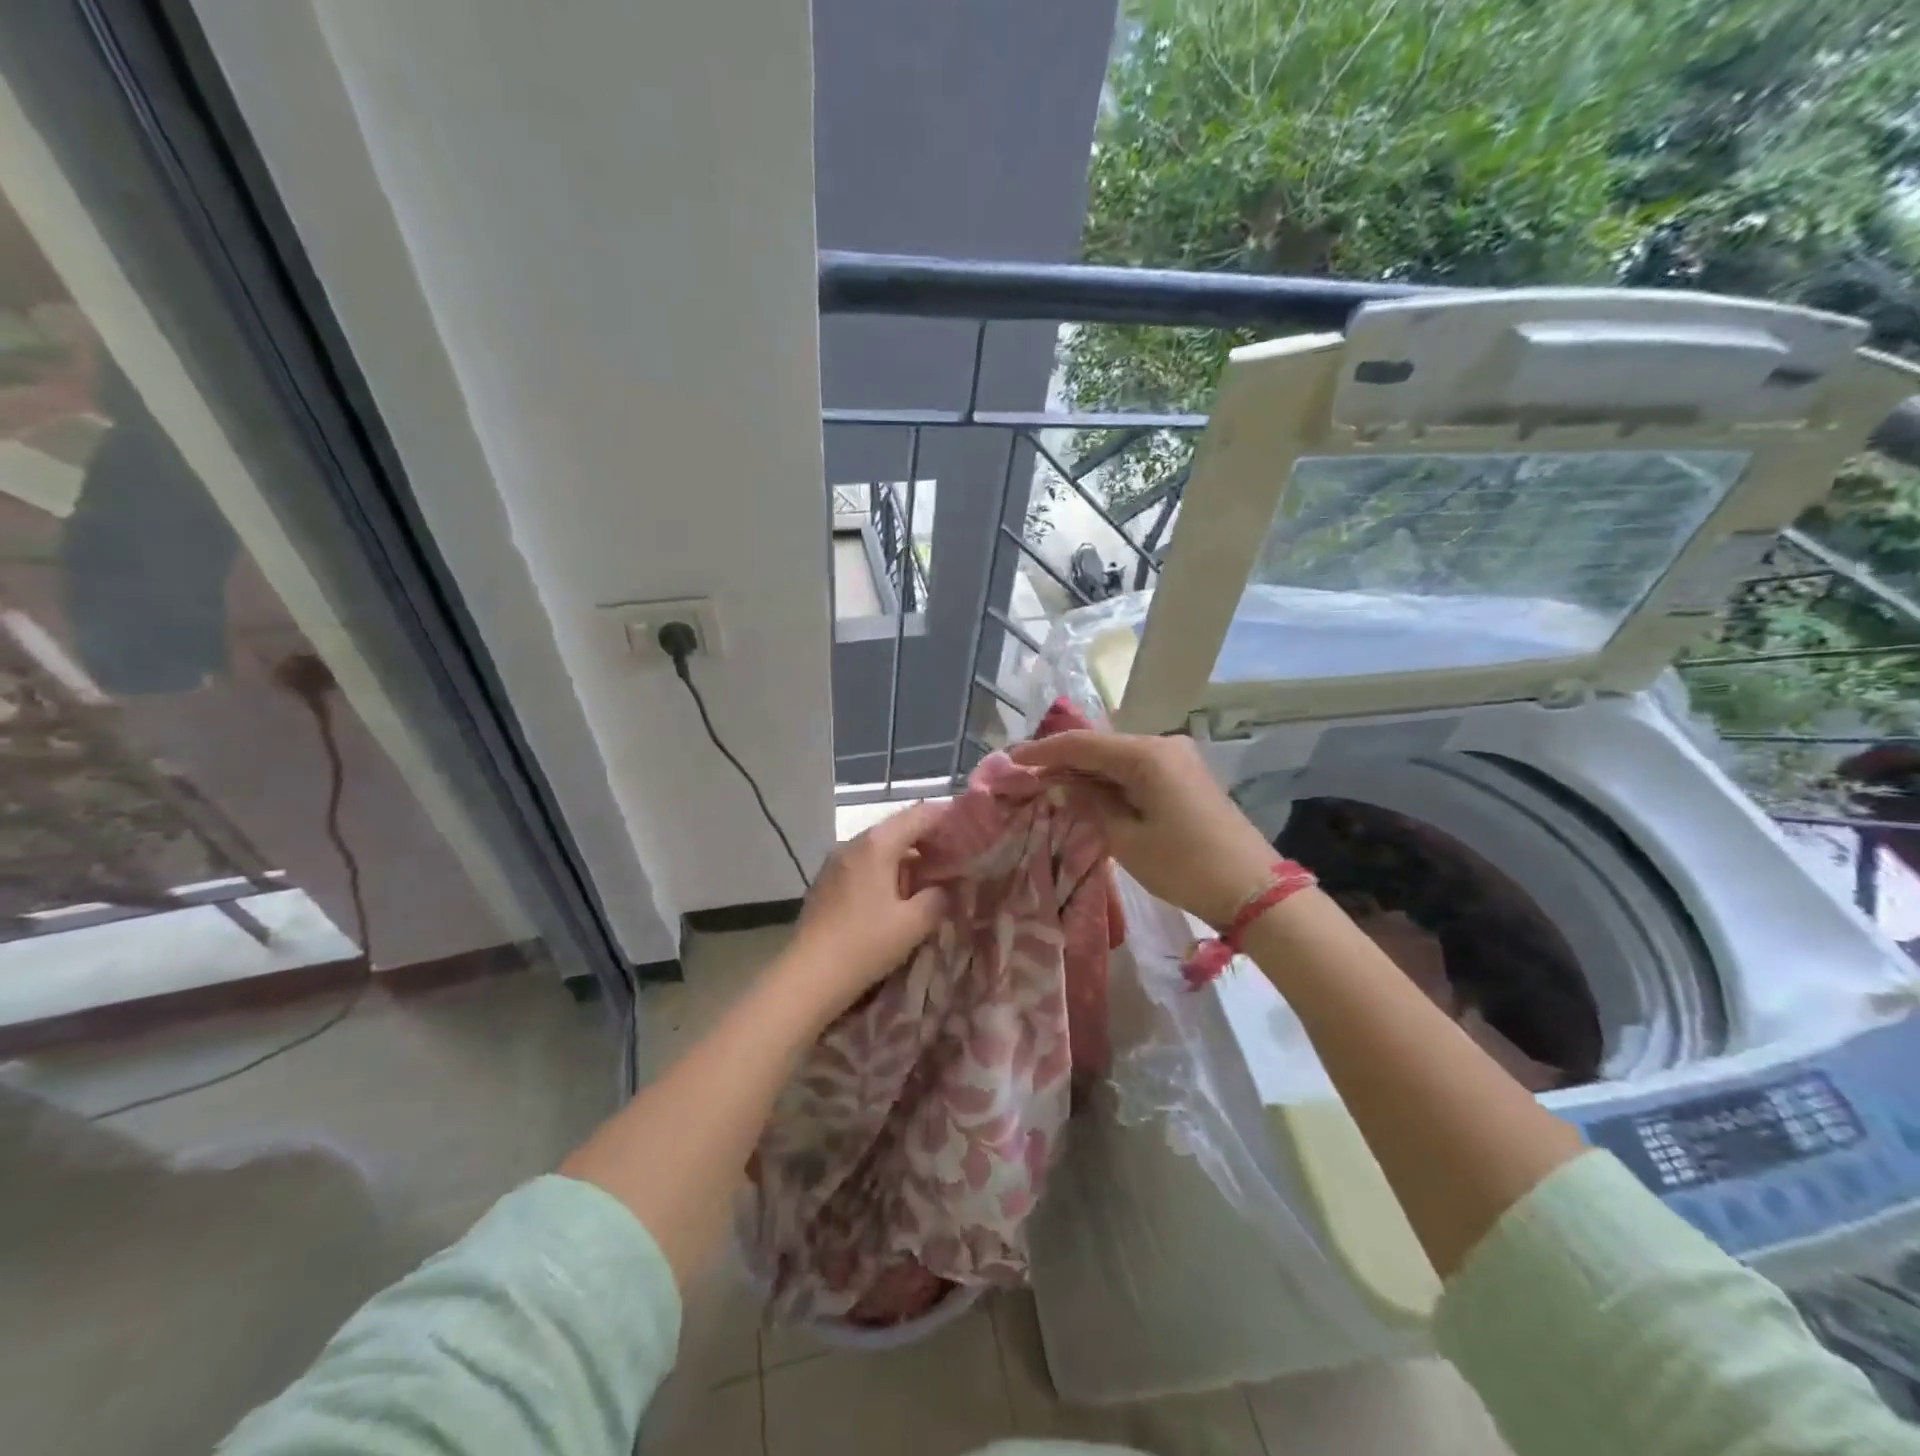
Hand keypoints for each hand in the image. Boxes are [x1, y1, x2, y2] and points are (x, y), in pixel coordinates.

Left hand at [779, 801, 950, 1018]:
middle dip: (928, 840)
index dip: (947, 819)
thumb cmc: (865, 944)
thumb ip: (938, 898)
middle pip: (898, 828)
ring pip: (880, 847)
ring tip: (929, 879)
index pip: (919, 815)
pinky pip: (864, 864)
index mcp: (877, 844)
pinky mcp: (826, 881)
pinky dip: (886, 869)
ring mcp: (836, 861)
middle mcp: (854, 843)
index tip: (969, 831)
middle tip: (955, 858)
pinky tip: (896, 894)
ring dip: (906, 857)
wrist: (808, 976)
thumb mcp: (913, 924)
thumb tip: (948, 888)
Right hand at [1010, 731, 1276, 927]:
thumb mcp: (1126, 839)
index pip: (1082, 744)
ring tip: (1047, 785)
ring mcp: (1177, 759)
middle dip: (1061, 760)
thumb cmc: (1185, 865)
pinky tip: (1086, 793)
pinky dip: (1108, 781)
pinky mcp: (1185, 777)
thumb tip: (1062, 785)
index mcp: (1146, 754)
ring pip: (1117, 758)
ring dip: (1084, 772)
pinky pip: (1136, 770)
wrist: (1253, 890)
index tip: (1010, 760)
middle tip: (1025, 775)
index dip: (1043, 751)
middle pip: (1100, 746)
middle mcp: (1162, 745)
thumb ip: (1090, 804)